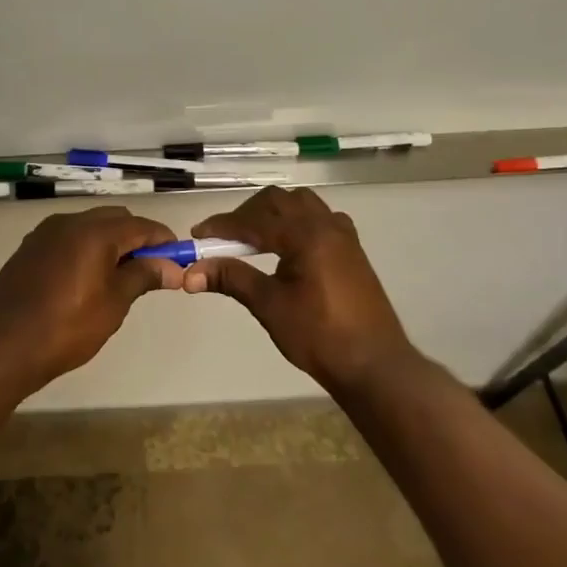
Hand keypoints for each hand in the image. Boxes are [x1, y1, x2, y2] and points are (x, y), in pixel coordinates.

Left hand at [0, 206, 182, 389]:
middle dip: (136, 238)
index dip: (163, 240)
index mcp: (94, 231)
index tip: (177, 259)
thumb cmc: (66, 327)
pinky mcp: (30, 247)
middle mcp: (70, 222)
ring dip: (110, 241)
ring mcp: (46, 232)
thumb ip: (143, 276)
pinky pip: (68, 237)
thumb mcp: (113, 304)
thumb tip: (172, 267)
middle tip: (150, 270)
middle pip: (115, 219)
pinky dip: (85, 247)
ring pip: (89, 225)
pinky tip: (86, 277)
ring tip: (119, 276)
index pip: (141, 225)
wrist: (3, 345)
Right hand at [184, 186, 414, 391]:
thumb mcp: (270, 306)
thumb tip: (191, 272)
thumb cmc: (319, 336)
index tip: (197, 236)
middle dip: (246, 214)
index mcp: (305, 235)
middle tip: (224, 238)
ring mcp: (343, 235)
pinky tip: (289, 246)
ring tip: (254, 239)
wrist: (375, 365)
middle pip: (277, 201)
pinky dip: (297, 221)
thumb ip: (232, 279)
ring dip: (273, 213)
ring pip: (301, 203)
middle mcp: (326, 225)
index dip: (222, 226)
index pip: (254, 220)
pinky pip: (320, 218)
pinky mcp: (352, 249)